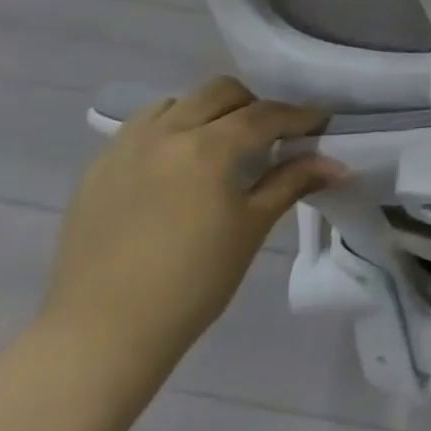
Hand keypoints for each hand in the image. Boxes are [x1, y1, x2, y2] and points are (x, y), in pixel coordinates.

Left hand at [40, 77, 347, 369]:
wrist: (100, 337)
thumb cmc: (192, 282)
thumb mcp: (253, 227)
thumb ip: (292, 182)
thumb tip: (335, 162)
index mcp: (208, 147)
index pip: (266, 114)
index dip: (299, 116)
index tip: (321, 124)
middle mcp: (165, 134)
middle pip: (220, 92)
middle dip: (252, 105)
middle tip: (269, 136)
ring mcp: (123, 150)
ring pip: (175, 104)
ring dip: (205, 113)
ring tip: (218, 146)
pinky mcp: (94, 173)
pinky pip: (139, 131)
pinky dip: (167, 133)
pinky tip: (175, 168)